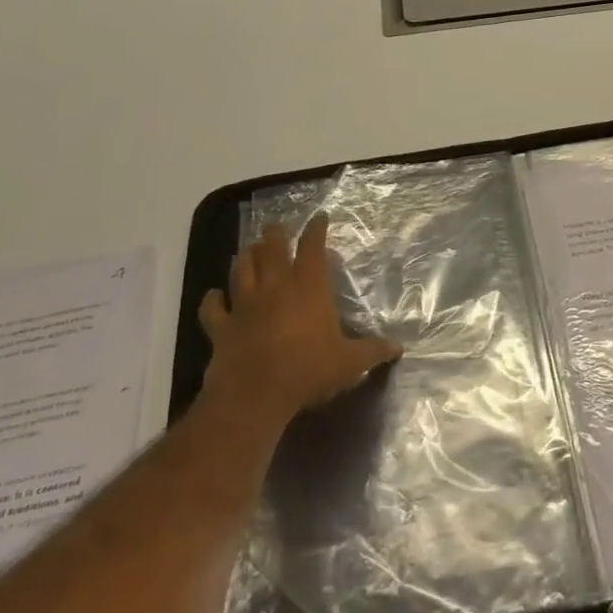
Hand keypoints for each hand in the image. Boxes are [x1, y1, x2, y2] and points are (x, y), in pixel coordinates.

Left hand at [198, 213, 402, 427]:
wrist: (254, 395)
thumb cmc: (308, 370)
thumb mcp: (351, 363)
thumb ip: (374, 352)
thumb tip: (399, 349)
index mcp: (309, 288)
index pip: (312, 248)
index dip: (316, 230)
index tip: (319, 217)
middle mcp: (275, 288)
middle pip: (272, 250)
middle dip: (276, 234)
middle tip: (278, 226)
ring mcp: (244, 306)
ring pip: (242, 270)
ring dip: (247, 257)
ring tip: (250, 248)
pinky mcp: (222, 327)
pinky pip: (213, 308)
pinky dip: (213, 299)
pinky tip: (214, 295)